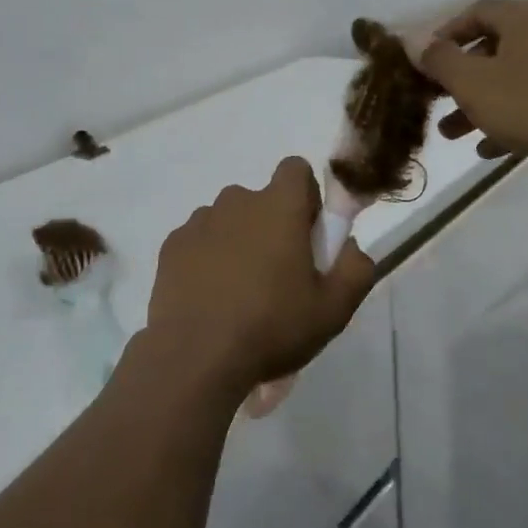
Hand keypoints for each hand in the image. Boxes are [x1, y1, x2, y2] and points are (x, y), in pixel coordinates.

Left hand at [144, 158, 375, 397]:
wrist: (195, 358)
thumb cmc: (271, 327)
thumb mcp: (333, 310)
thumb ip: (355, 269)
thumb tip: (351, 247)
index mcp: (279, 207)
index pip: (296, 169)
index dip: (306, 197)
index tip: (307, 235)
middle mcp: (237, 201)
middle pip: (261, 200)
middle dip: (271, 226)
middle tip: (277, 276)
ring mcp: (199, 222)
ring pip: (228, 221)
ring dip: (238, 242)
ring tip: (239, 294)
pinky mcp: (172, 246)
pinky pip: (199, 241)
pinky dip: (207, 259)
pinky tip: (210, 298)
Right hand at [417, 0, 527, 170]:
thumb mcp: (472, 82)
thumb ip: (439, 60)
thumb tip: (415, 42)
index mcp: (525, 17)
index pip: (475, 13)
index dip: (444, 35)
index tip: (423, 63)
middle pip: (492, 48)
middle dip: (459, 79)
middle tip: (436, 102)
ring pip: (511, 78)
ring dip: (479, 103)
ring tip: (453, 134)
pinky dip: (510, 118)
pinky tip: (489, 149)